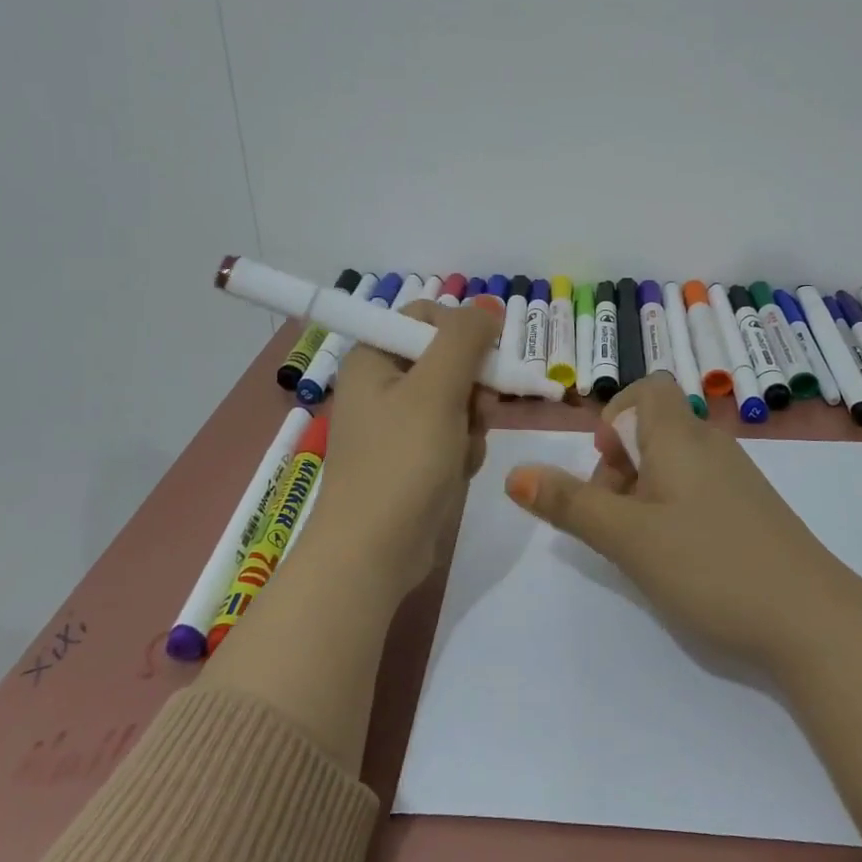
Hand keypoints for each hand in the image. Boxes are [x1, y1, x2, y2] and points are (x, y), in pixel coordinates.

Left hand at [313, 300, 500, 597]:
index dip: (461, 330)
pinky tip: (458, 471)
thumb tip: (488, 308)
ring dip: (472, 421)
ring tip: (461, 450)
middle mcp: (381, 385)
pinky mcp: (413, 459)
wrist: (374, 553)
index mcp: (373, 358)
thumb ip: (464, 339)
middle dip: (472, 385)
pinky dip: (463, 449)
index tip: (488, 355)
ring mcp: (397, 425)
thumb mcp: (436, 390)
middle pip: (447, 359)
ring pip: (458, 400)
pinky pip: (453, 434)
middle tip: (479, 408)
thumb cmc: (401, 462)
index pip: (425, 316)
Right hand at [502, 373, 851, 670]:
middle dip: (621, 464)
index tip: (604, 464)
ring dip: (644, 491)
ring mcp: (737, 479)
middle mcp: (711, 445)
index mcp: (681, 437)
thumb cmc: (710, 565)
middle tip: (614, 516)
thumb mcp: (627, 537)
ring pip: (675, 463)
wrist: (811, 619)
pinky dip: (674, 508)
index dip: (616, 414)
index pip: (648, 388)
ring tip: (641, 543)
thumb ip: (570, 504)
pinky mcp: (752, 510)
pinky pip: (699, 489)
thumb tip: (515, 474)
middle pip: (655, 428)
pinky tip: (679, 556)